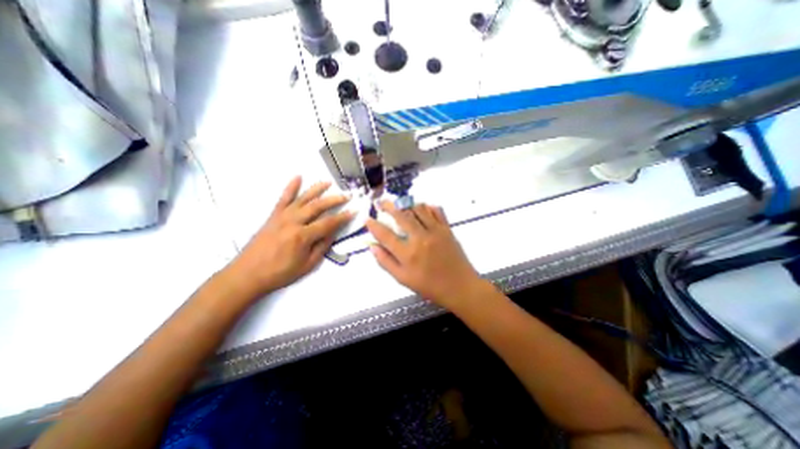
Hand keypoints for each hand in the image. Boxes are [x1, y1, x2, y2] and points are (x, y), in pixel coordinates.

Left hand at [223, 175, 349, 297]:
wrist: (247, 274)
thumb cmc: (280, 273)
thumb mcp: (307, 265)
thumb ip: (321, 247)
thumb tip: (332, 233)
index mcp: (303, 236)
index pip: (328, 223)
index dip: (343, 217)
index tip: (353, 211)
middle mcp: (293, 222)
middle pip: (318, 206)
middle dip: (335, 200)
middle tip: (346, 195)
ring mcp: (282, 216)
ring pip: (303, 198)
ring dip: (317, 189)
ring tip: (328, 182)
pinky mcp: (273, 215)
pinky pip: (283, 198)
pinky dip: (291, 187)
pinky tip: (298, 177)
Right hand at [364, 201, 484, 308]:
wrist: (460, 287)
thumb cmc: (430, 286)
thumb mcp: (403, 279)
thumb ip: (386, 262)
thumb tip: (372, 247)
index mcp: (408, 254)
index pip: (385, 235)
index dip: (374, 226)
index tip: (367, 219)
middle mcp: (420, 238)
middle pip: (401, 216)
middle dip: (388, 206)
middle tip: (382, 202)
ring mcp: (435, 231)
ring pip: (418, 209)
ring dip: (407, 205)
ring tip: (400, 204)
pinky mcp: (447, 229)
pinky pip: (437, 211)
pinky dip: (428, 206)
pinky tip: (423, 207)